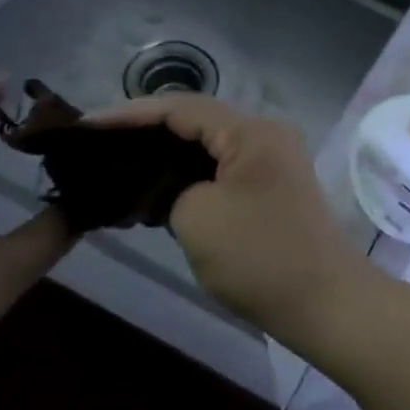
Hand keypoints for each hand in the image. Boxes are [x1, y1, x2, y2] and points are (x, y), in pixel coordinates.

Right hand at [89, 95, 374, 337]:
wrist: (325, 302)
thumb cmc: (260, 256)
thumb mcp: (197, 216)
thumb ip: (169, 188)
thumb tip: (167, 187)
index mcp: (251, 130)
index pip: (180, 108)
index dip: (128, 115)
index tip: (84, 127)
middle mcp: (266, 135)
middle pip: (195, 122)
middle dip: (144, 134)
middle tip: (94, 147)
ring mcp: (273, 162)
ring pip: (207, 148)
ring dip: (165, 158)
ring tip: (115, 167)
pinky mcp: (272, 190)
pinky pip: (221, 171)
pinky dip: (188, 178)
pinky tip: (154, 192)